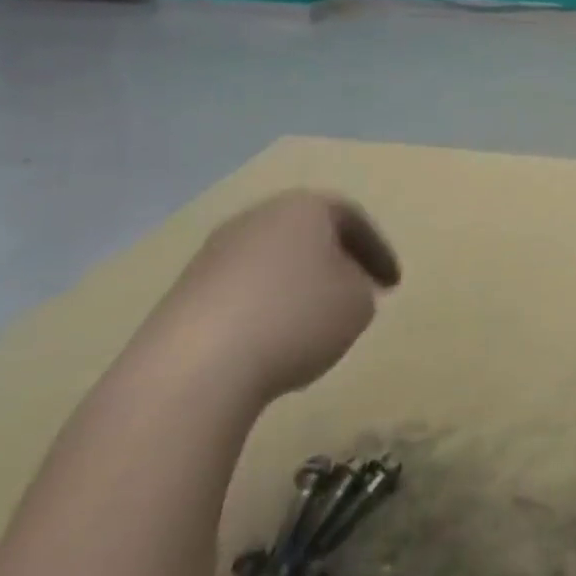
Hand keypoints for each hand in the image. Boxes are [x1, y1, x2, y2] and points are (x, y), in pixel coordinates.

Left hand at [133, 190, 400, 406]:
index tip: (392, 285)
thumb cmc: (295, 319)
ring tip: (310, 326)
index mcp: (306, 206)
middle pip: (307, 234)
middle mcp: (259, 216)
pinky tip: (267, 344)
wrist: (194, 368)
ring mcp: (215, 253)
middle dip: (333, 263)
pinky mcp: (183, 293)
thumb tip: (341, 288)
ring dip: (294, 288)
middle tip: (354, 294)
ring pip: (271, 262)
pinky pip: (240, 293)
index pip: (353, 218)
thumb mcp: (358, 304)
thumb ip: (360, 287)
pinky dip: (261, 311)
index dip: (378, 252)